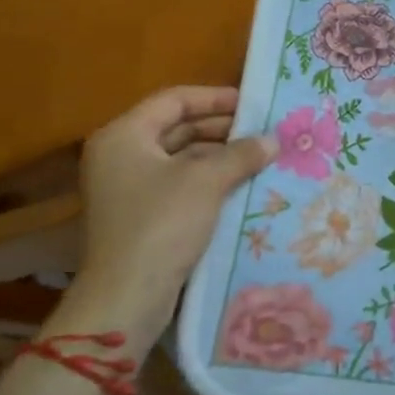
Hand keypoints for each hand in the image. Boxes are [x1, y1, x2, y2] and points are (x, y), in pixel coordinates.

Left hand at [54, 87, 275, 356]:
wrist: (127, 296)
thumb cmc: (162, 224)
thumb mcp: (207, 180)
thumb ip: (241, 153)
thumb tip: (274, 139)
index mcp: (124, 136)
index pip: (174, 100)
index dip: (215, 98)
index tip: (253, 103)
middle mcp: (120, 156)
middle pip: (176, 128)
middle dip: (222, 129)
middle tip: (263, 131)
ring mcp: (128, 188)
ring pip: (181, 158)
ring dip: (219, 156)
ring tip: (260, 157)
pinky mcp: (140, 216)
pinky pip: (179, 185)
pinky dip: (209, 180)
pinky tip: (242, 185)